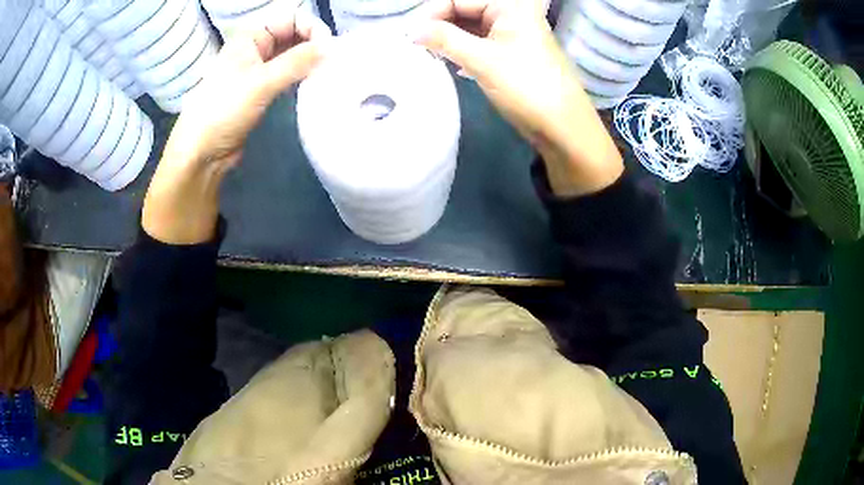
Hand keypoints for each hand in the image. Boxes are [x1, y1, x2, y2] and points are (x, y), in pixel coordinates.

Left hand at [142, 14, 331, 243]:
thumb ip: (297, 62)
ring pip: (291, 56)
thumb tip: (333, 47)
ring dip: (309, 62)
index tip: (329, 49)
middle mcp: (255, 48)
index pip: (292, 18)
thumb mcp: (261, 82)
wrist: (202, 153)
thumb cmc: (223, 111)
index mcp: (251, 37)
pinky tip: (312, 85)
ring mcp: (258, 70)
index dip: (312, 28)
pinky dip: (301, 76)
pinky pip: (287, 75)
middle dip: (314, 44)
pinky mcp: (261, 91)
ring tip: (326, 74)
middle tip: (332, 63)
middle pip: (293, 35)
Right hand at [416, 0, 622, 196]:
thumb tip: (410, 30)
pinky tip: (451, 63)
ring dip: (449, 40)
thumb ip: (443, 39)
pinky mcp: (512, 51)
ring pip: (470, 26)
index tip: (410, 37)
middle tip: (418, 48)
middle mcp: (512, 12)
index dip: (431, 15)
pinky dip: (463, 50)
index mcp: (509, 5)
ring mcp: (513, 32)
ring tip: (431, 56)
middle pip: (463, 9)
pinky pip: (479, 41)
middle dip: (440, 27)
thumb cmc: (526, 87)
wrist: (563, 127)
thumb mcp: (481, 60)